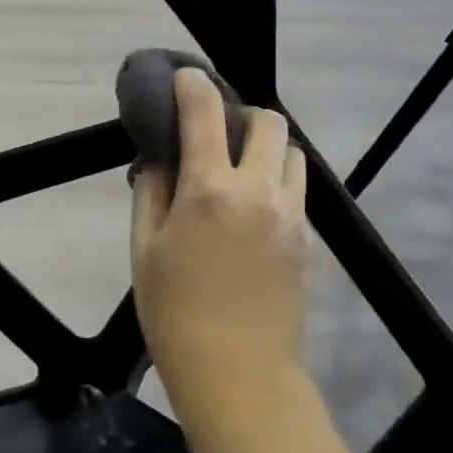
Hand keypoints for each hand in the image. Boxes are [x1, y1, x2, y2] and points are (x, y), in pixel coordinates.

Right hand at [131, 68, 310, 428]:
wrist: (238, 376)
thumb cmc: (174, 313)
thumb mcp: (144, 250)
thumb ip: (152, 192)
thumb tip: (159, 159)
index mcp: (210, 190)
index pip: (205, 113)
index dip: (194, 85)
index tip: (186, 77)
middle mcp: (259, 192)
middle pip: (270, 122)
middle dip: (243, 115)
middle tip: (220, 134)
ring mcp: (292, 216)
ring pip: (293, 155)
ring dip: (267, 150)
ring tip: (242, 173)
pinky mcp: (308, 241)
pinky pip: (297, 192)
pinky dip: (277, 184)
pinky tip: (254, 213)